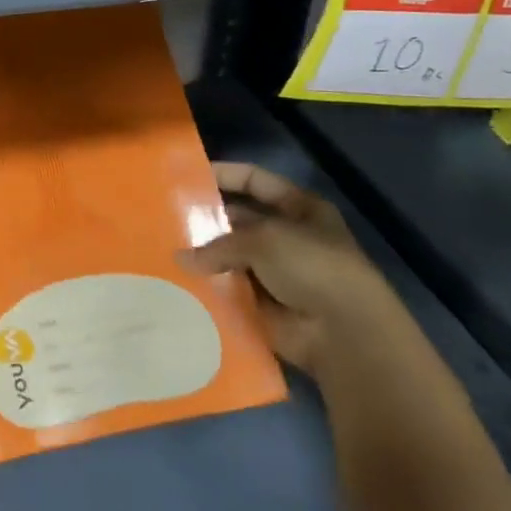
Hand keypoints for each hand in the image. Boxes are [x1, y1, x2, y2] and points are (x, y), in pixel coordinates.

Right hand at [179, 163, 402, 376]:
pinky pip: (231, 290)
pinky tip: (178, 282)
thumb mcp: (263, 239)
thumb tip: (181, 259)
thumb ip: (219, 243)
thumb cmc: (312, 267)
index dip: (224, 175)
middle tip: (165, 217)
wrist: (346, 335)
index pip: (255, 180)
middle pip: (240, 220)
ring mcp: (278, 273)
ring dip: (205, 256)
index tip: (186, 176)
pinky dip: (210, 288)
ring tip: (164, 248)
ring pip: (232, 257)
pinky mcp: (267, 306)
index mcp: (299, 209)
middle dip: (207, 220)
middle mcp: (289, 237)